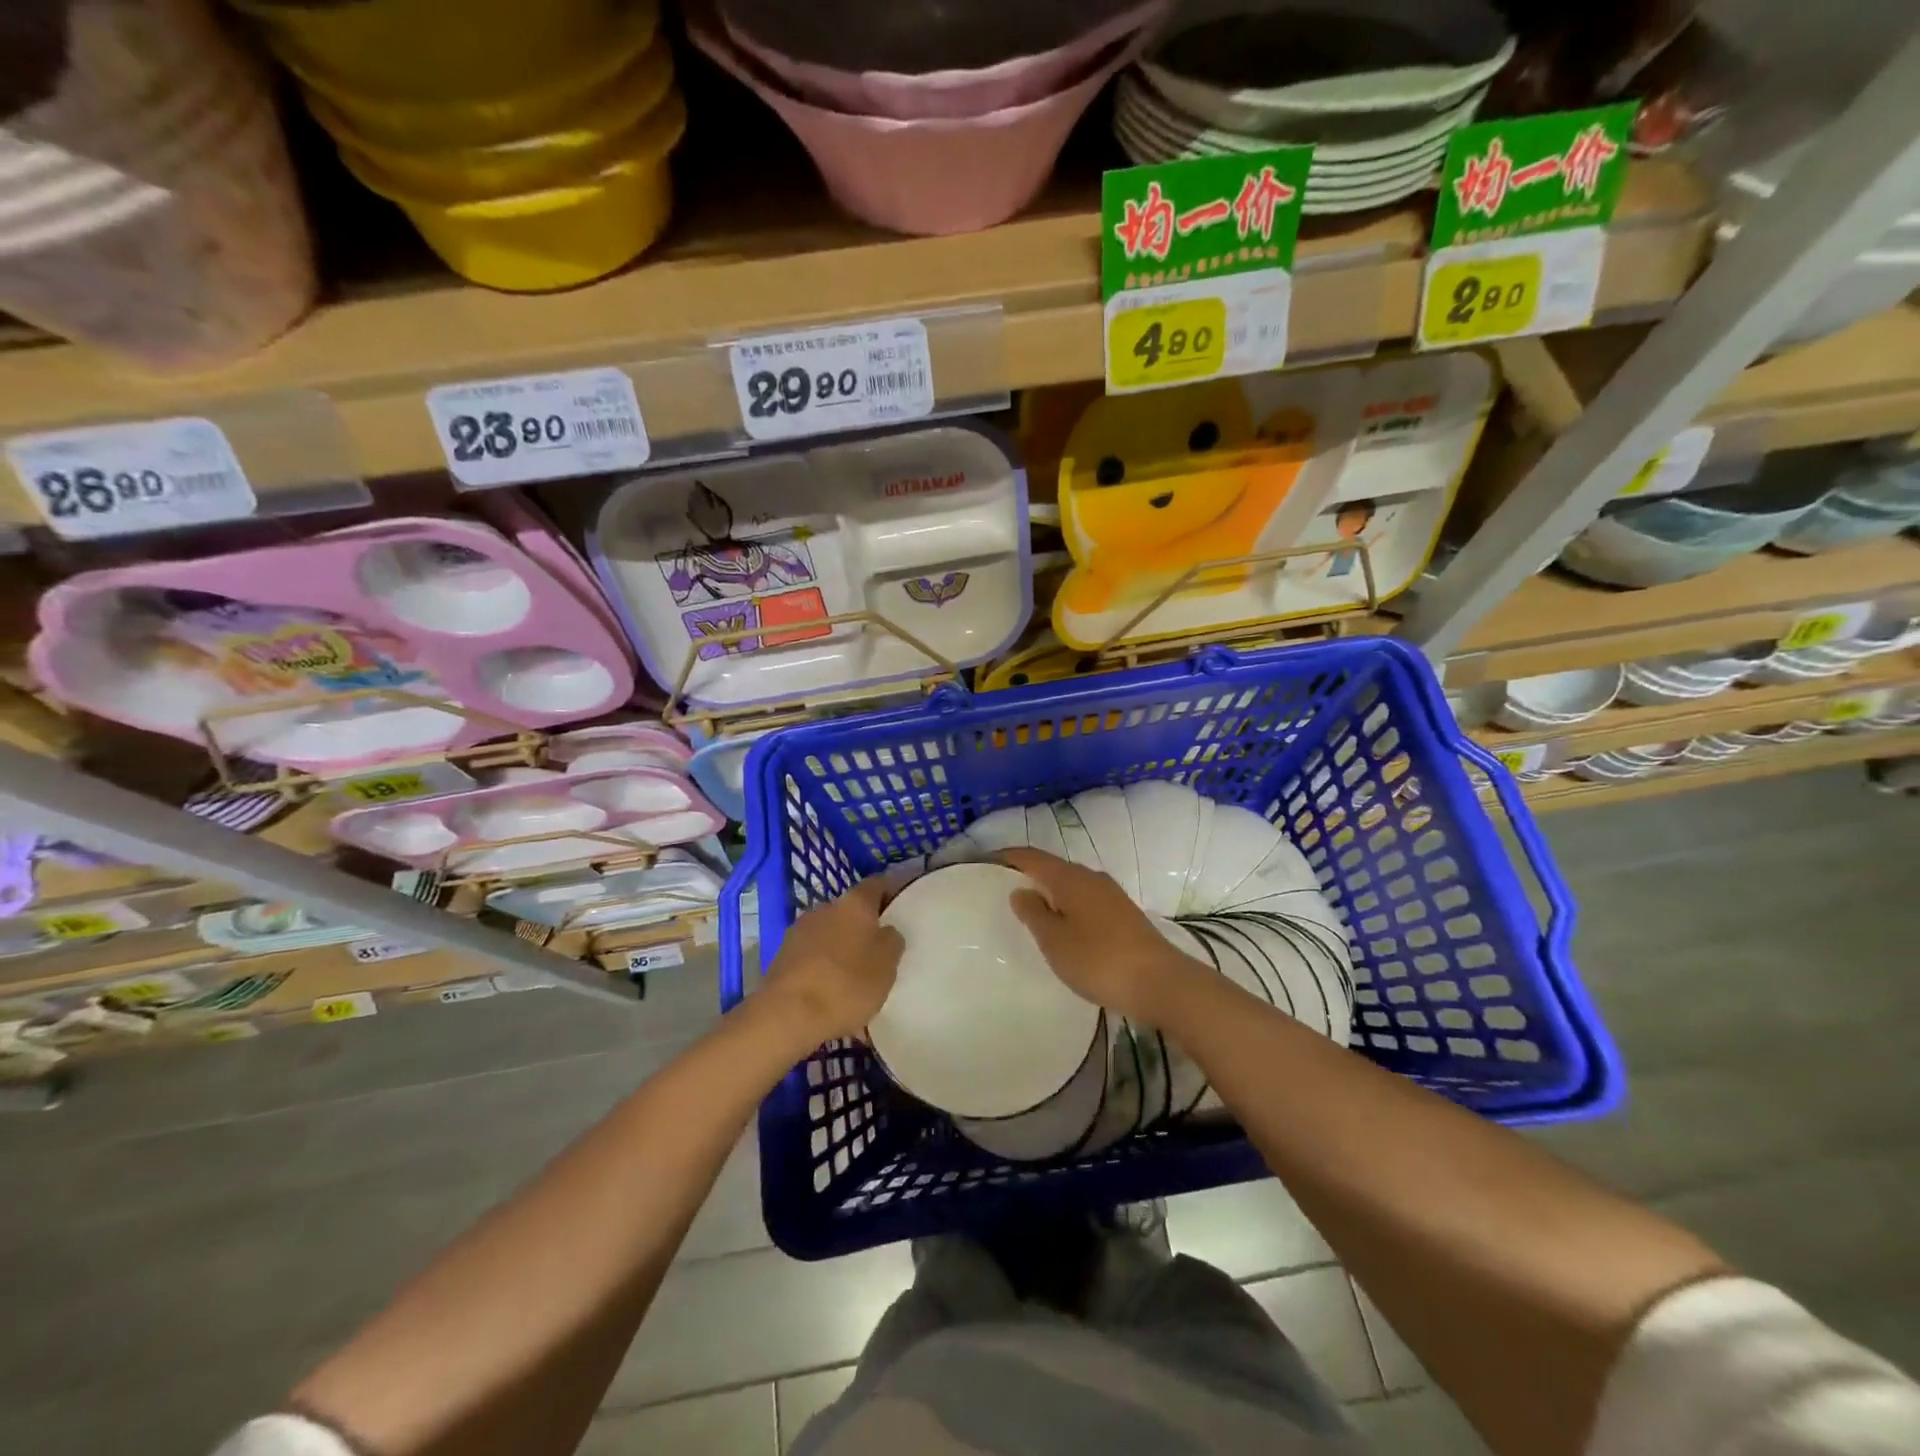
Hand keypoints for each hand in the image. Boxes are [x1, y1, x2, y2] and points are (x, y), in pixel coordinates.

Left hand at [761, 877, 902, 1043]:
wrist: (786, 1015)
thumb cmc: (846, 984)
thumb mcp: (887, 965)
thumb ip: (892, 940)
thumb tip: (886, 931)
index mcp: (854, 903)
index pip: (878, 884)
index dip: (892, 891)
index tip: (903, 907)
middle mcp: (825, 907)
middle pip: (851, 909)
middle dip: (865, 924)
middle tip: (881, 947)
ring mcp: (800, 930)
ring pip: (830, 931)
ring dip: (843, 945)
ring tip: (856, 973)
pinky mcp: (782, 955)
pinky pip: (813, 953)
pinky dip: (824, 964)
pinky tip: (831, 988)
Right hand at [1000, 848, 1205, 1024]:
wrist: (1161, 983)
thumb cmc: (1099, 960)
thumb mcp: (1055, 941)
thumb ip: (1034, 913)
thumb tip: (1020, 890)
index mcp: (1070, 878)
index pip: (1032, 857)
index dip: (1009, 856)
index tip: (987, 861)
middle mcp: (1091, 878)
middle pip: (1053, 868)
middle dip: (1029, 874)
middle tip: (1003, 888)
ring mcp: (1111, 895)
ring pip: (1071, 884)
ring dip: (1050, 891)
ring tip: (1030, 909)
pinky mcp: (1124, 914)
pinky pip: (1086, 900)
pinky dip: (1068, 905)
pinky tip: (1063, 925)